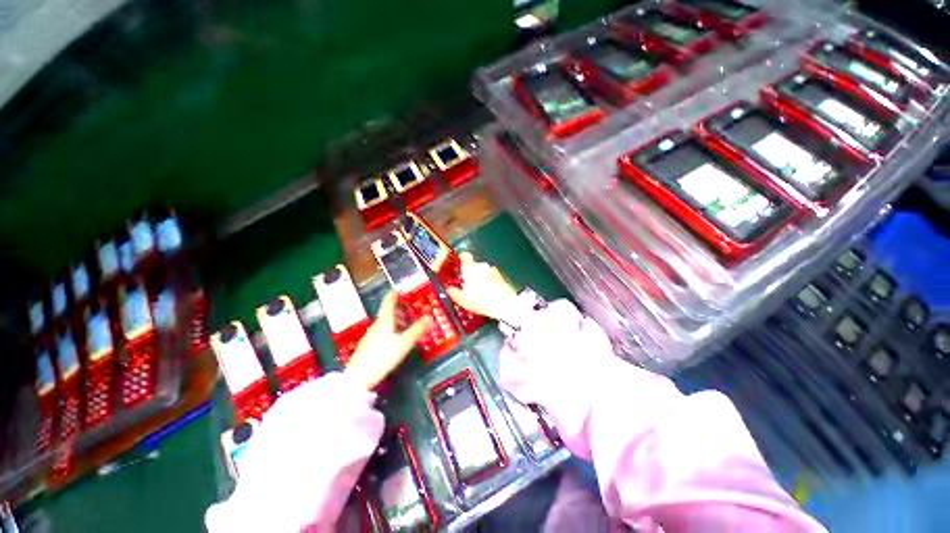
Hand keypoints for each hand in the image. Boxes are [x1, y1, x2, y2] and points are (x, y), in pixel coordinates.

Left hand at [344, 292, 429, 389]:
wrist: (359, 378)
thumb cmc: (383, 356)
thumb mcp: (404, 343)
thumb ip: (417, 330)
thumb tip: (429, 317)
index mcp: (385, 321)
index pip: (388, 302)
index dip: (394, 294)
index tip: (398, 288)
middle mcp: (376, 325)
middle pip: (386, 312)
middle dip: (397, 308)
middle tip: (407, 306)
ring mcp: (370, 336)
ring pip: (384, 323)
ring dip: (394, 319)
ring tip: (404, 321)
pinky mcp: (367, 346)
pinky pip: (381, 331)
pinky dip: (389, 329)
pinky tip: (394, 337)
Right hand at [447, 252, 517, 323]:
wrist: (504, 304)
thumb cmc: (482, 301)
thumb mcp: (461, 299)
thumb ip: (452, 291)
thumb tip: (448, 288)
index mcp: (470, 268)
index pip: (464, 255)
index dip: (460, 260)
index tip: (459, 268)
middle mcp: (482, 266)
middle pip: (473, 265)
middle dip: (470, 274)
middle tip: (467, 286)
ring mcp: (493, 270)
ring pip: (483, 271)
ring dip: (480, 278)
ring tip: (479, 292)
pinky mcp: (501, 276)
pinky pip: (492, 277)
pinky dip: (489, 282)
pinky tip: (488, 293)